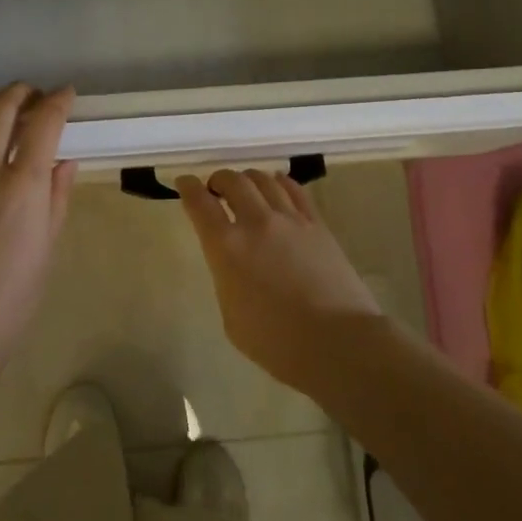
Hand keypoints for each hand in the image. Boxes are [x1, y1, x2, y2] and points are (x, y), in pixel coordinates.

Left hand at [0, 85, 77, 359]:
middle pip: (1, 109)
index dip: (58, 101)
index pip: (44, 123)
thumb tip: (63, 159)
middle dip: (21, 92)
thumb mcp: (47, 244)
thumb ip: (56, 195)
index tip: (64, 95)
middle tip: (30, 96)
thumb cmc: (12, 294)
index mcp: (22, 186)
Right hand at [176, 168, 382, 390]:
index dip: (188, 187)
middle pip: (233, 181)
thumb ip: (227, 280)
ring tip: (246, 187)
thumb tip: (234, 265)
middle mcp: (255, 223)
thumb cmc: (277, 342)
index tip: (184, 182)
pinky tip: (277, 185)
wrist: (337, 342)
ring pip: (263, 180)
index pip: (199, 203)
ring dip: (248, 178)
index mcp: (226, 247)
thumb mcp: (232, 317)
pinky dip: (279, 182)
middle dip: (219, 179)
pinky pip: (295, 190)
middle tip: (215, 188)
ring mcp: (290, 220)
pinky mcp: (317, 224)